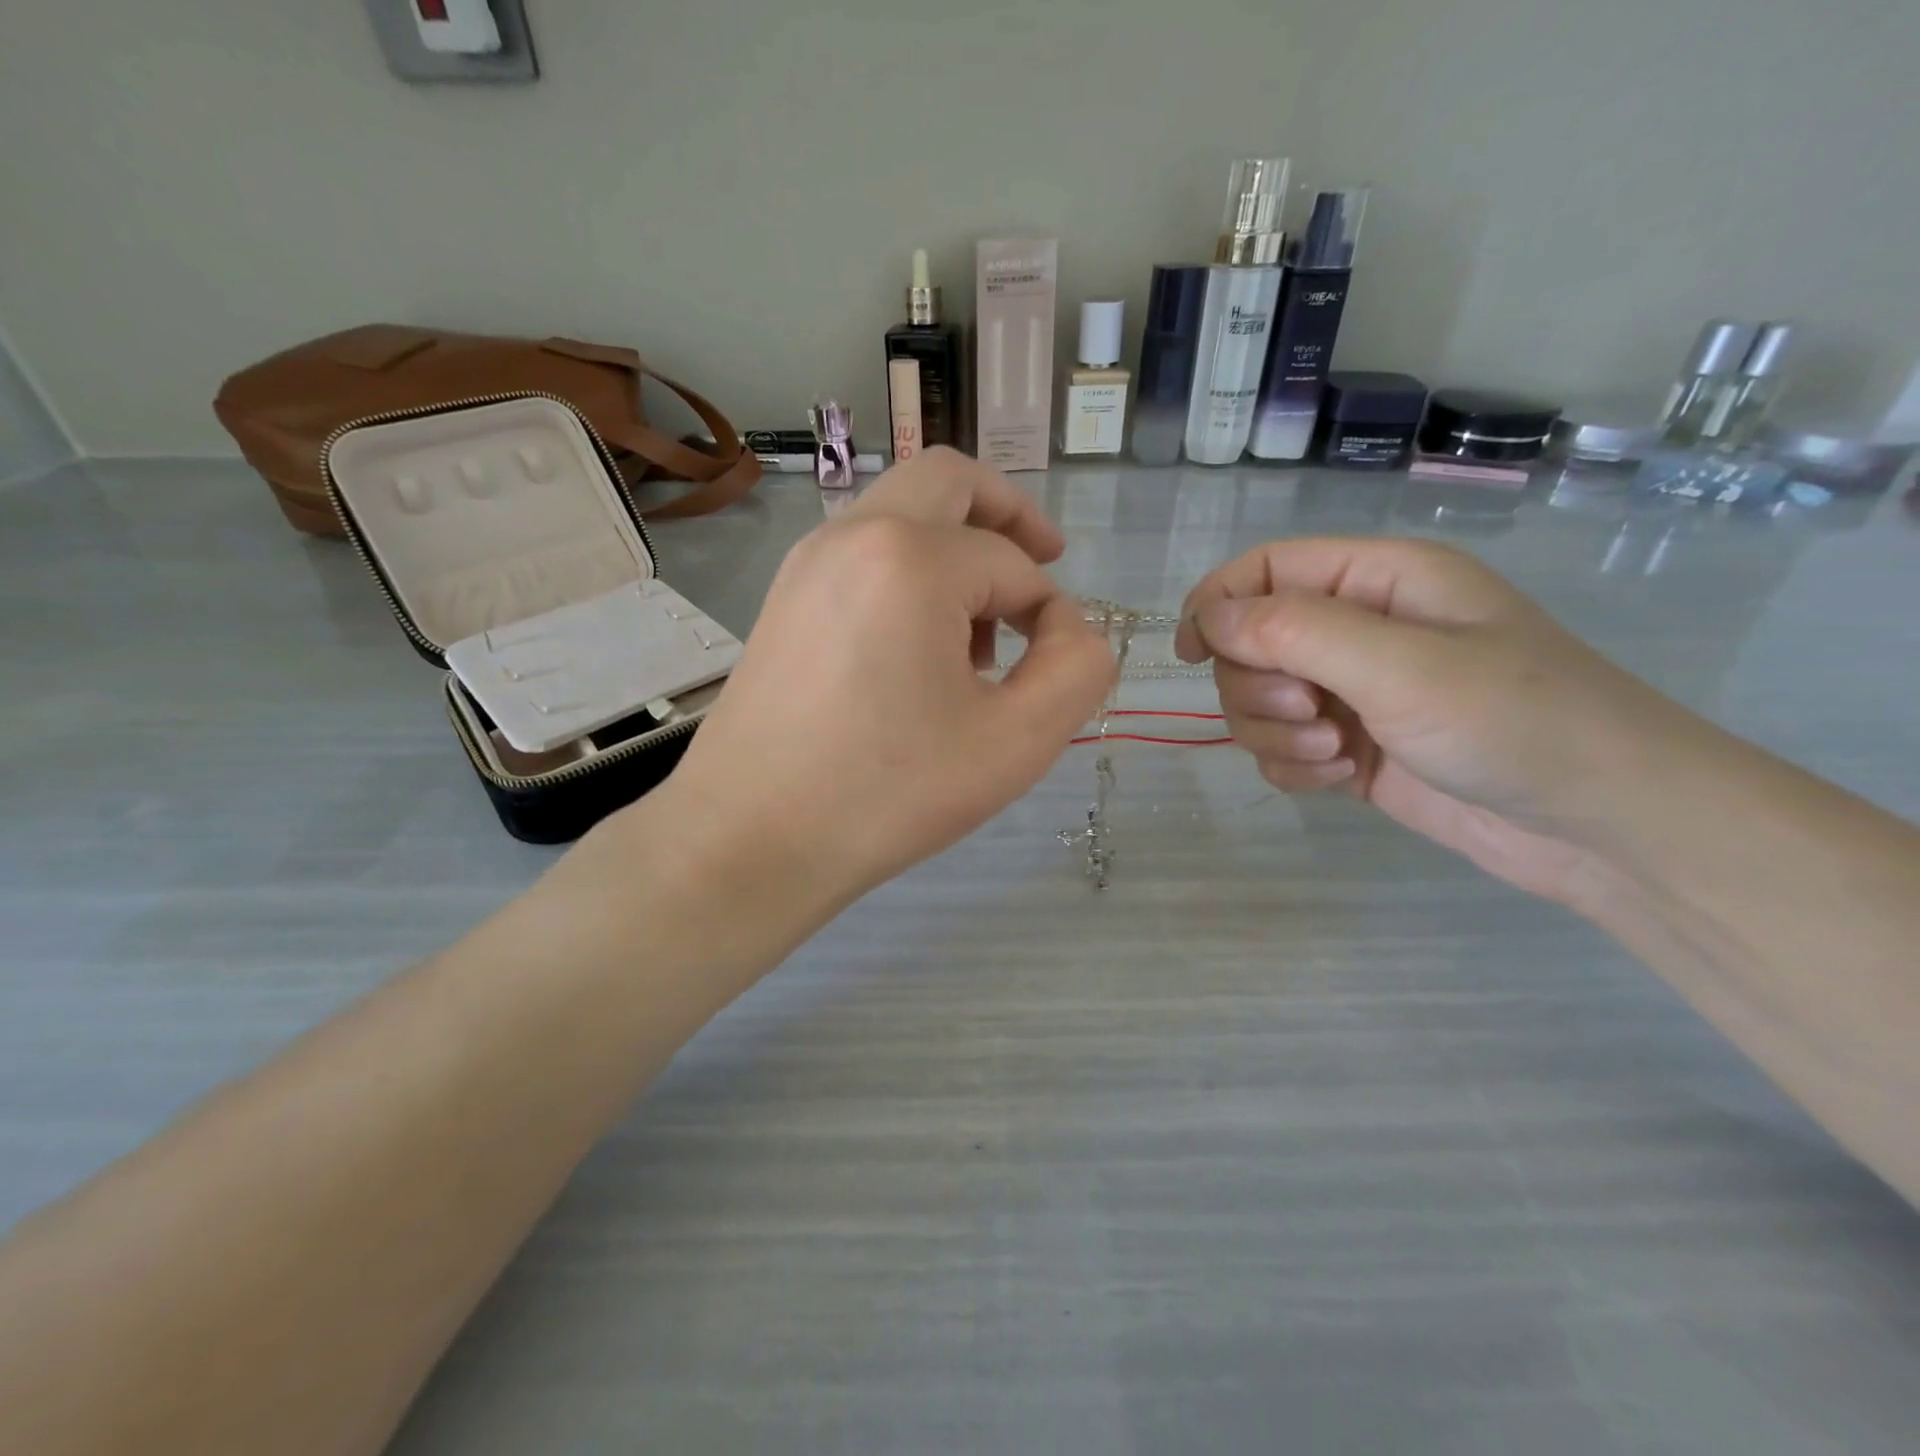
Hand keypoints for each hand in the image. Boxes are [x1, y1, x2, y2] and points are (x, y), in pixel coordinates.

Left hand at [656, 448, 1114, 906]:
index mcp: (910, 558)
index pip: (1014, 564)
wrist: (750, 840)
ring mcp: (807, 563)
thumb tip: (1068, 627)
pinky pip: (863, 552)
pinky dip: (909, 570)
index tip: (1057, 670)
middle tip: (1044, 562)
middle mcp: (852, 535)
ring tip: (980, 632)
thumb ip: (1077, 669)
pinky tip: (920, 648)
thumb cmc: (886, 794)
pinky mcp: (784, 598)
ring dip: (957, 545)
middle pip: (949, 481)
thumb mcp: (1015, 742)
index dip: (1053, 614)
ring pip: (901, 511)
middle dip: (1008, 514)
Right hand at [1176, 538, 1699, 902]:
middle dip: (1258, 686)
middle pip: (1250, 643)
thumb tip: (1207, 618)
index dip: (1217, 603)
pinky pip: (1281, 746)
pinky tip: (1336, 779)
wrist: (1599, 826)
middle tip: (1310, 714)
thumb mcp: (1400, 665)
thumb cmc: (1516, 722)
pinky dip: (1292, 764)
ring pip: (1258, 701)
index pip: (1266, 570)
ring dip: (1274, 732)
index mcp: (1378, 581)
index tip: (1188, 653)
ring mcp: (1353, 692)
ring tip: (1333, 753)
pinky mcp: (1350, 747)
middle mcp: (1359, 630)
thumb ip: (1293, 632)